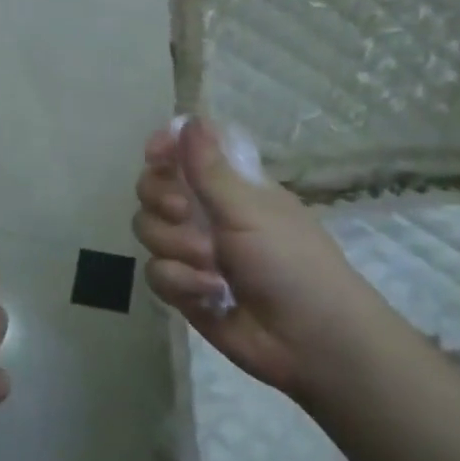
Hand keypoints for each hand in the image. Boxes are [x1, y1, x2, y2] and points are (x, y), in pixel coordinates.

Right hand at [133, 118, 373, 400]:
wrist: (311, 341)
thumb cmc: (291, 263)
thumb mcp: (250, 210)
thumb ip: (210, 169)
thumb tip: (190, 119)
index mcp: (229, 185)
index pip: (185, 151)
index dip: (165, 148)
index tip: (155, 155)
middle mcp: (205, 212)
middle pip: (153, 188)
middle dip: (161, 200)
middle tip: (183, 212)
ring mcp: (192, 251)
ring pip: (149, 230)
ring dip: (177, 247)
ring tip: (212, 267)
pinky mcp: (184, 288)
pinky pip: (156, 272)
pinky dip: (181, 283)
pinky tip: (210, 295)